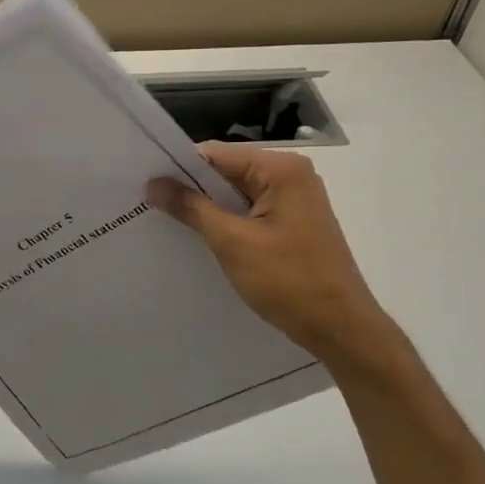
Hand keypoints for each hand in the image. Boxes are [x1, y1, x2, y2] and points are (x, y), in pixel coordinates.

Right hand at [148, 143, 400, 371]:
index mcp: (281, 169)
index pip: (215, 154)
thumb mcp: (232, 243)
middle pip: (225, 171)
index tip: (143, 183)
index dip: (178, 167)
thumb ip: (191, 208)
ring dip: (205, 208)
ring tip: (165, 221)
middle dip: (189, 188)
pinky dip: (224, 222)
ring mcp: (294, 200)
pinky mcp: (292, 224)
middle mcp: (290, 176)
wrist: (340, 329)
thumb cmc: (288, 281)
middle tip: (147, 203)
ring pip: (235, 194)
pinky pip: (248, 212)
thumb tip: (153, 183)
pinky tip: (199, 238)